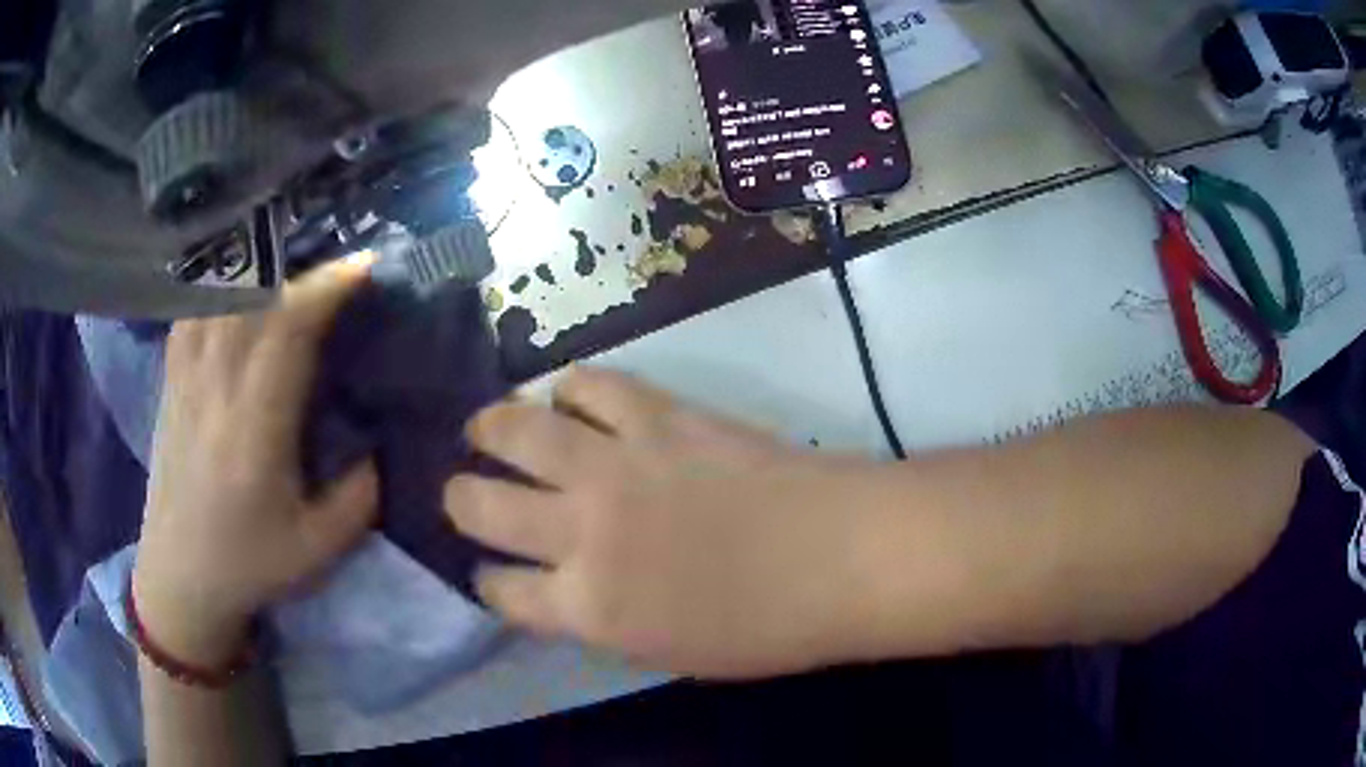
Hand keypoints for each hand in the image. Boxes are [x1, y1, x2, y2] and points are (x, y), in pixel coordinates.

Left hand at [134, 257, 379, 666]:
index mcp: (253, 431)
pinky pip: (191, 314)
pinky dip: (217, 290)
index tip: (364, 267)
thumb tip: (379, 445)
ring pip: (218, 298)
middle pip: (254, 301)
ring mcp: (186, 382)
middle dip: (303, 272)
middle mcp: (215, 391)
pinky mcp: (171, 385)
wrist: (179, 577)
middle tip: (339, 271)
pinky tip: (235, 293)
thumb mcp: (317, 549)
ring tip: (292, 273)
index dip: (326, 289)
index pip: (286, 332)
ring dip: (259, 274)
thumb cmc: (248, 565)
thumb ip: (358, 497)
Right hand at [444, 368, 896, 679]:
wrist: (842, 557)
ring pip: (515, 431)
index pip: (501, 591)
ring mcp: (616, 465)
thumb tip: (564, 587)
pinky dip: (571, 390)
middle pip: (480, 506)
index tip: (489, 573)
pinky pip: (591, 385)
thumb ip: (601, 617)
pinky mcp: (659, 415)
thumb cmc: (766, 628)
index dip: (487, 582)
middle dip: (461, 500)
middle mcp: (581, 533)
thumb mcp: (666, 650)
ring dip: (489, 428)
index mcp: (587, 608)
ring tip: (484, 427)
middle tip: (464, 493)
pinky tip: (571, 398)